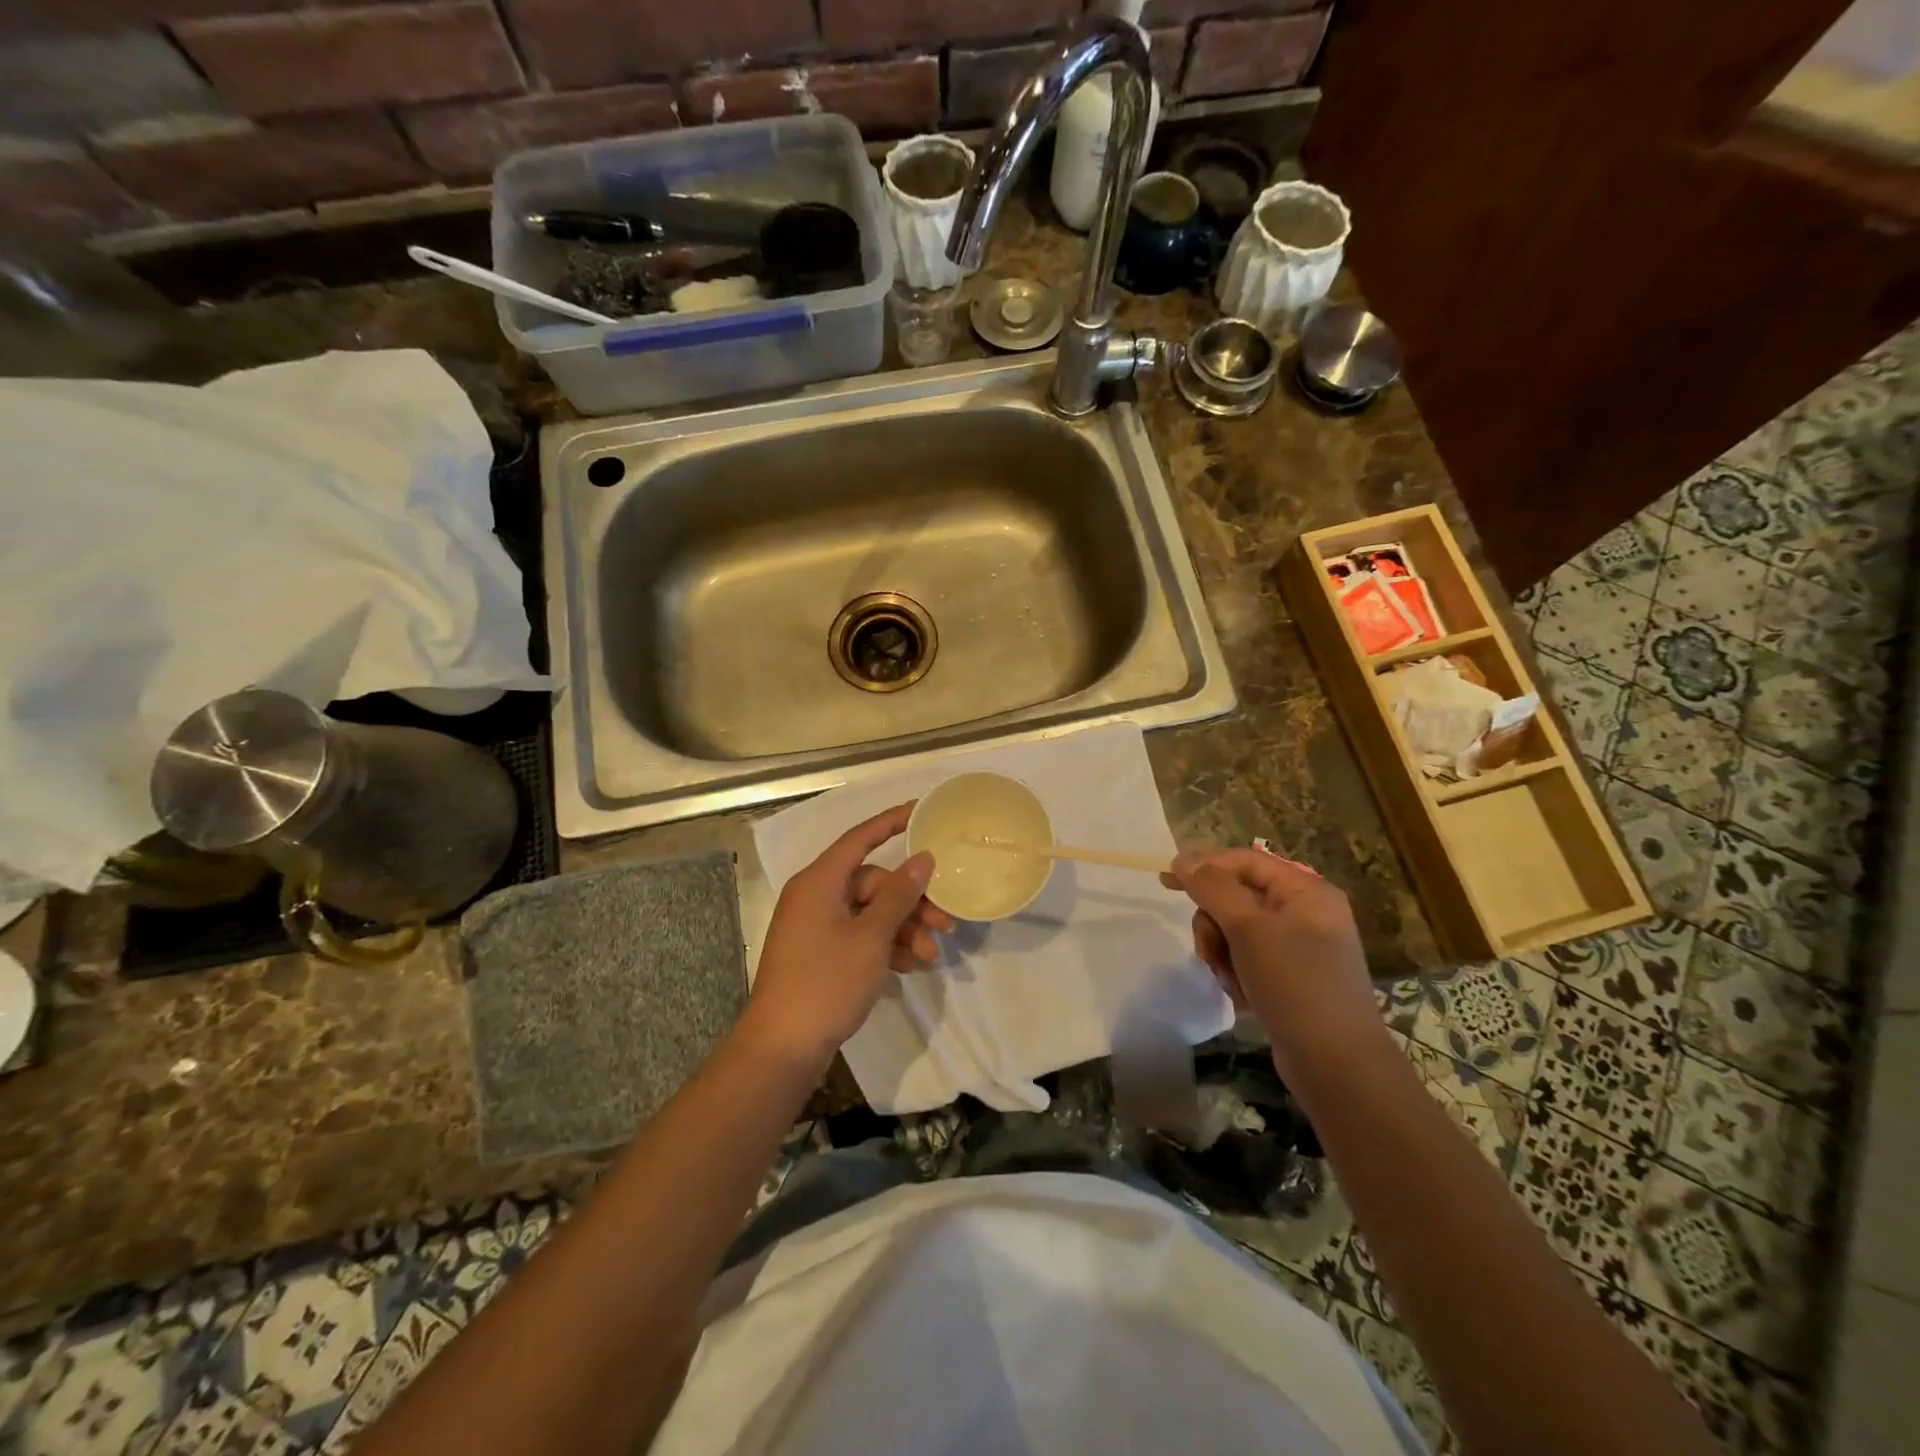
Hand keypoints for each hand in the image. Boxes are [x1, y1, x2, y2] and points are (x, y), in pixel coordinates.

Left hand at [743, 803, 952, 1065]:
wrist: (783, 1048)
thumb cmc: (826, 983)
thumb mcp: (870, 937)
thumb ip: (898, 895)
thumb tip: (922, 858)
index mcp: (819, 881)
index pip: (860, 838)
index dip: (891, 822)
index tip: (922, 810)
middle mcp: (815, 897)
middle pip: (873, 883)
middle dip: (911, 902)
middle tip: (945, 922)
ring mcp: (817, 927)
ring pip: (870, 912)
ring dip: (903, 929)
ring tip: (930, 955)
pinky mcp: (821, 954)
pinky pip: (860, 935)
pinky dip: (885, 946)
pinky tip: (910, 965)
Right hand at [1160, 848, 1383, 1078]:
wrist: (1338, 1067)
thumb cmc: (1296, 985)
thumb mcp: (1249, 929)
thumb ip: (1213, 888)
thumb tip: (1184, 858)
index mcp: (1307, 892)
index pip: (1245, 861)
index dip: (1205, 866)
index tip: (1165, 881)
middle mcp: (1305, 913)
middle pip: (1236, 897)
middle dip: (1214, 923)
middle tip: (1209, 950)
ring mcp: (1298, 948)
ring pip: (1236, 930)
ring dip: (1222, 952)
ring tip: (1230, 979)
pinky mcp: (1290, 978)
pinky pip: (1247, 959)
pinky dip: (1236, 973)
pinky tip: (1243, 996)